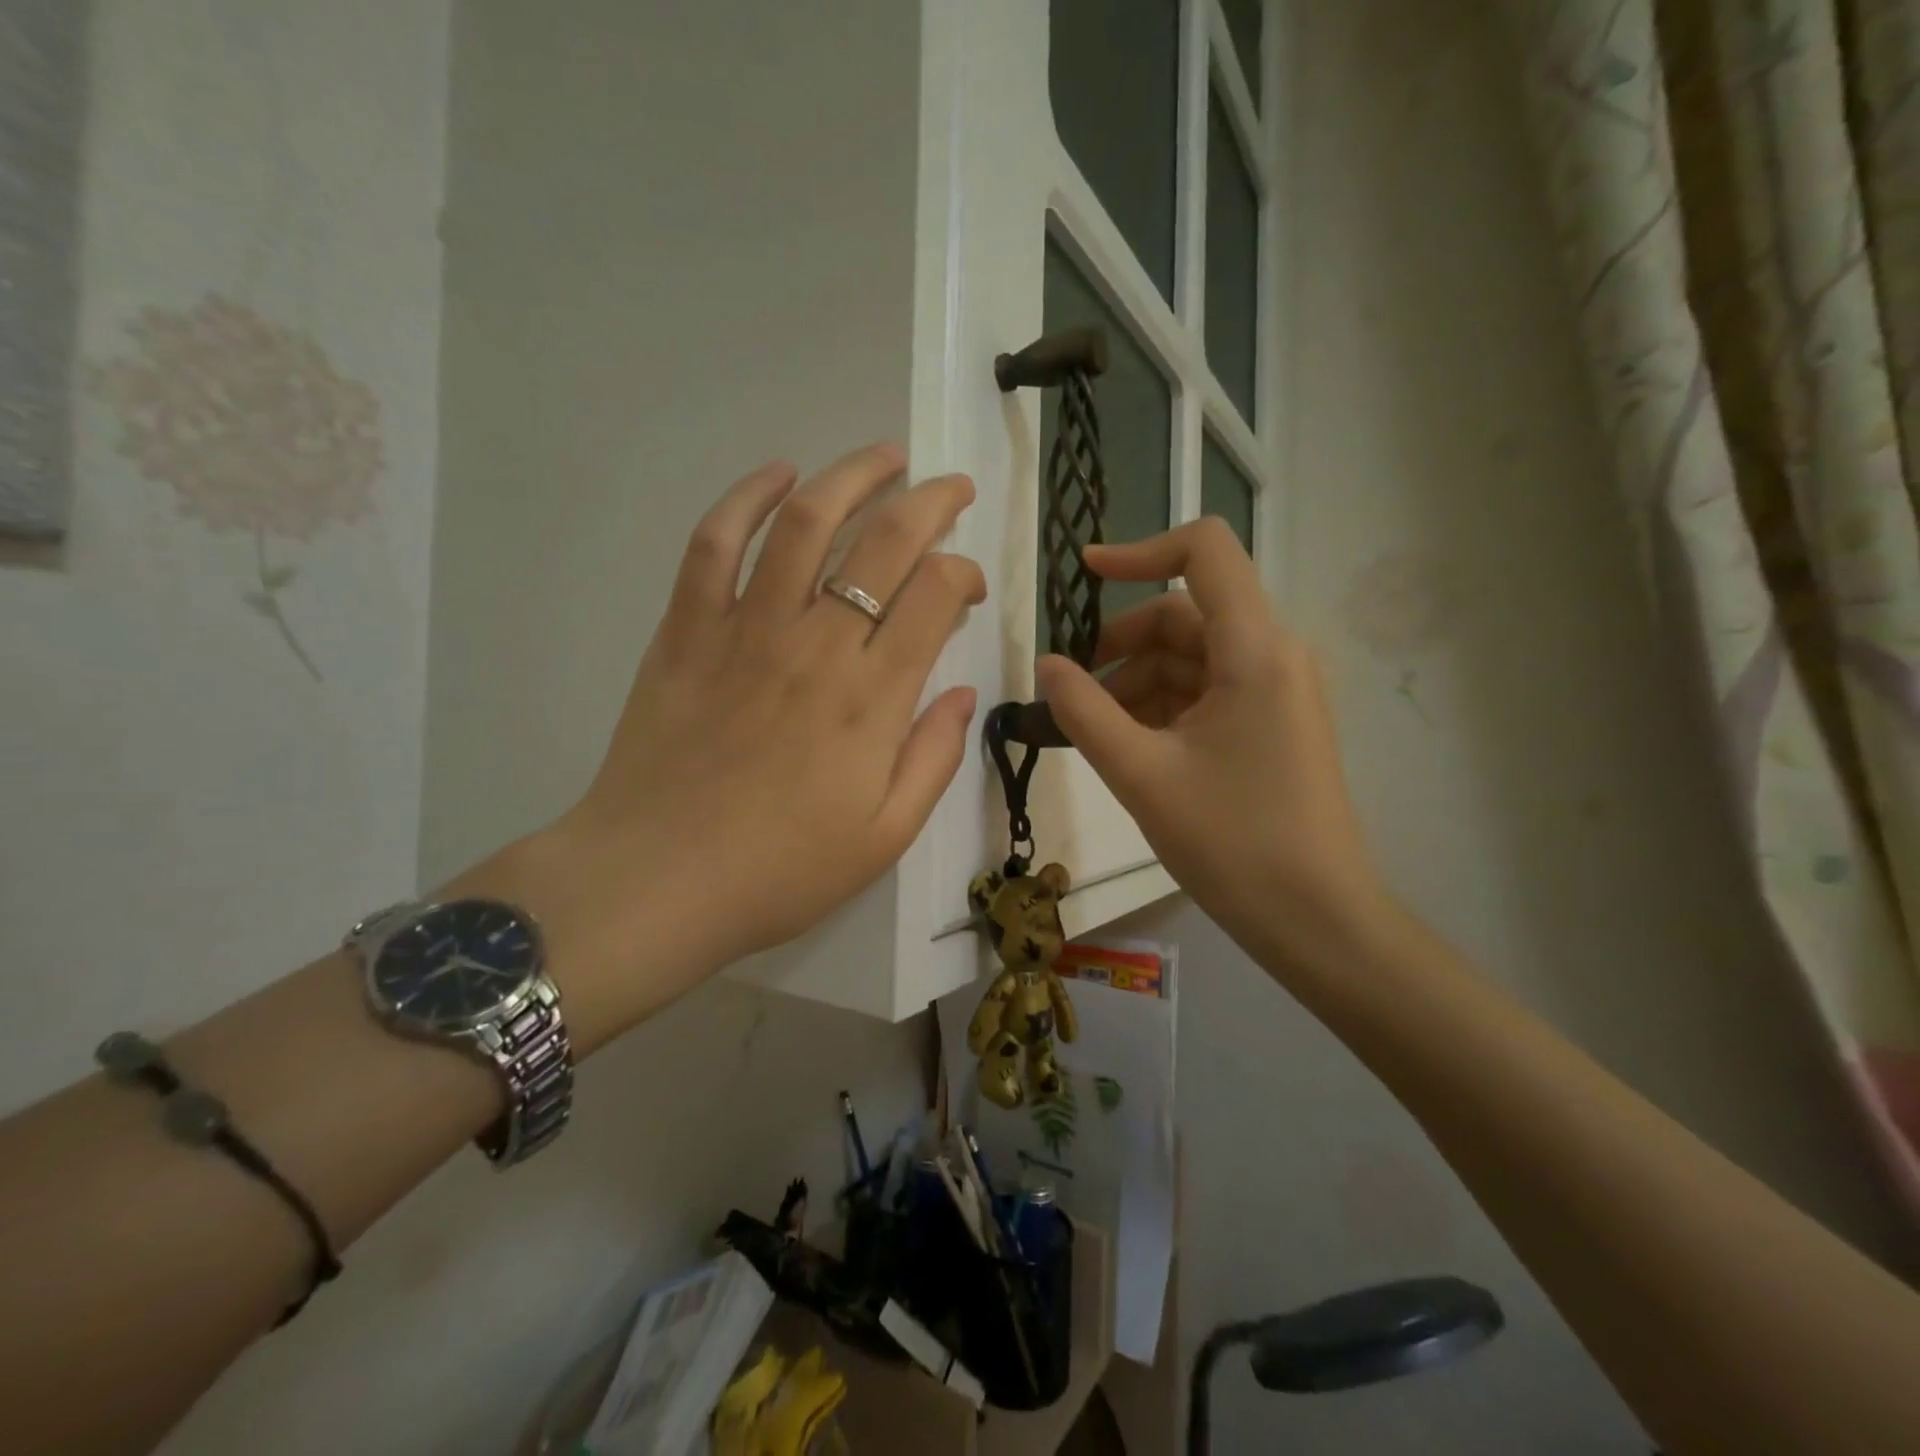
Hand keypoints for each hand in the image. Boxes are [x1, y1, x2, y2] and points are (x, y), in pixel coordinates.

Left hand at [490, 444, 983, 1046]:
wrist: (657, 881)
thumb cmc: (781, 870)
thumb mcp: (885, 835)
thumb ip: (933, 757)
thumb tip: (961, 691)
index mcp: (872, 698)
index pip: (935, 594)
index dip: (963, 573)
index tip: (967, 586)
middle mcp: (817, 644)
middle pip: (884, 543)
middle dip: (930, 502)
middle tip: (951, 489)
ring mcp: (746, 628)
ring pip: (804, 522)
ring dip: (851, 476)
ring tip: (884, 458)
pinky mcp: (687, 629)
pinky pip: (714, 544)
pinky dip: (745, 497)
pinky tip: (777, 474)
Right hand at [1034, 519, 1390, 979]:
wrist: (1316, 919)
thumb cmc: (1231, 841)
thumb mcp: (1140, 774)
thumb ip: (1083, 711)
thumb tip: (1046, 664)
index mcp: (1254, 649)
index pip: (1204, 551)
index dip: (1139, 550)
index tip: (1083, 576)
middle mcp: (1274, 655)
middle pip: (1186, 615)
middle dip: (1122, 645)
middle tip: (1073, 693)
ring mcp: (1277, 691)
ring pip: (1192, 658)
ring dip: (1137, 684)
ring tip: (1096, 734)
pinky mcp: (1273, 724)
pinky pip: (1208, 693)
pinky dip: (1163, 707)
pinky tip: (1129, 748)